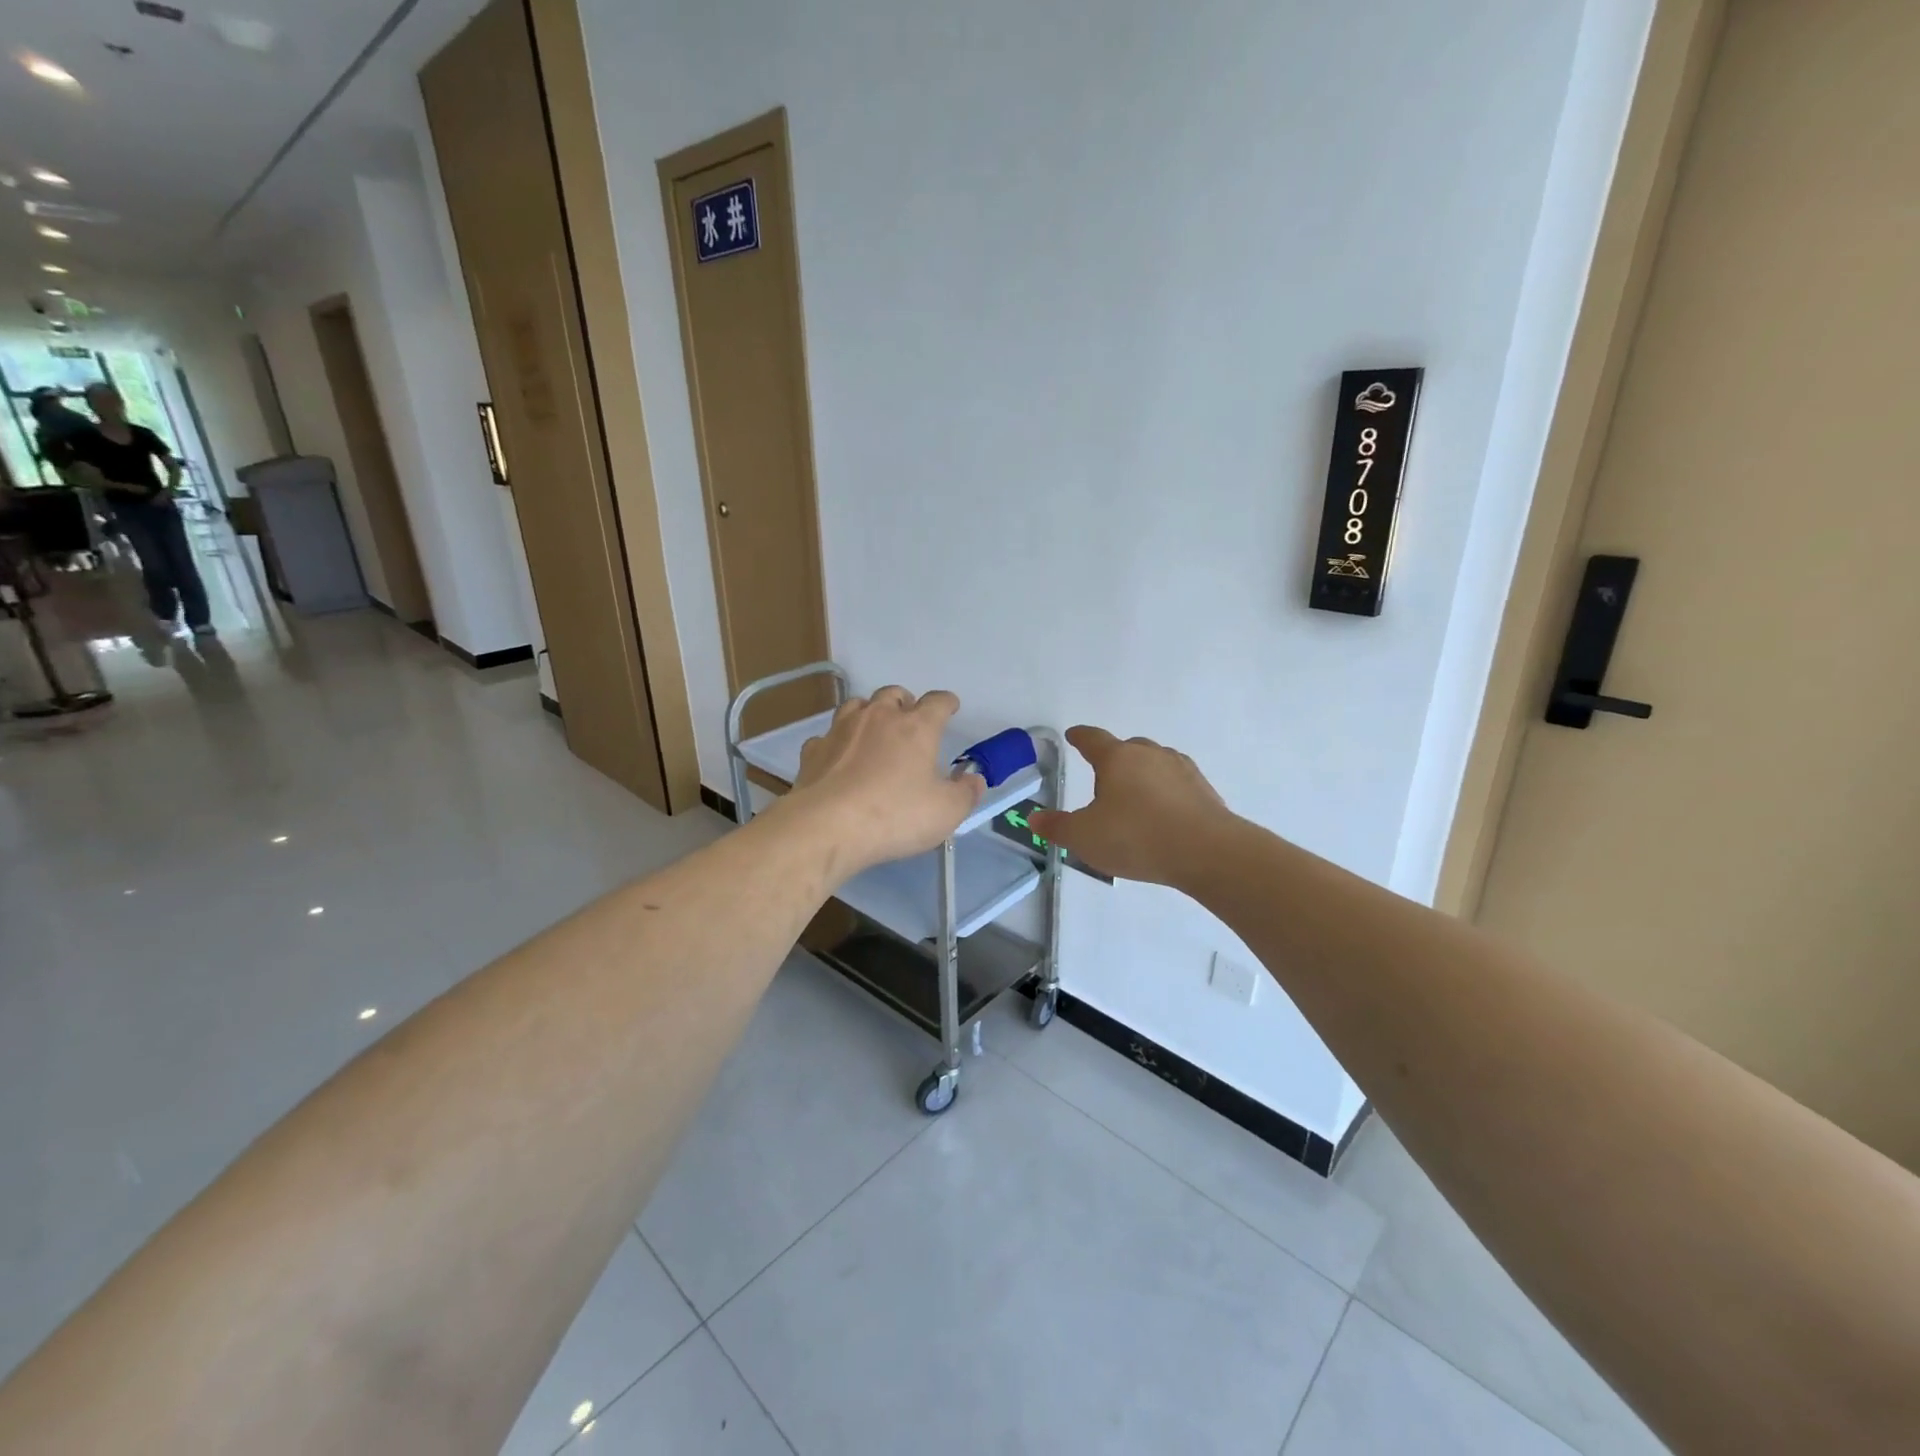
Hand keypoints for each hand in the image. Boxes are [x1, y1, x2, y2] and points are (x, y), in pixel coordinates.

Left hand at [784, 686, 983, 874]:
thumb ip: (965, 793)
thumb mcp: (946, 812)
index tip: (951, 706)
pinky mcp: (813, 751)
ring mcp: (841, 730)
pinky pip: (828, 736)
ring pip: (857, 705)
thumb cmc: (895, 815)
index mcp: (916, 727)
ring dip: (869, 712)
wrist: (827, 827)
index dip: (947, 702)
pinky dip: (837, 742)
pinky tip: (839, 758)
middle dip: (905, 702)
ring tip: (874, 730)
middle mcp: (878, 718)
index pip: (937, 702)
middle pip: (893, 694)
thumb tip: (974, 779)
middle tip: (910, 718)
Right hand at [1028, 727, 1233, 885]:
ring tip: (1134, 797)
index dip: (1080, 737)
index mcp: (1117, 758)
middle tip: (1104, 775)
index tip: (1073, 735)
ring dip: (1143, 774)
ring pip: (1155, 763)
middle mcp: (1150, 755)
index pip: (1093, 739)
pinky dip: (1166, 792)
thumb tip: (1034, 819)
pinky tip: (1163, 813)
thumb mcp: (1084, 837)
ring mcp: (1181, 769)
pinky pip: (1177, 783)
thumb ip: (1057, 827)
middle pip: (1128, 748)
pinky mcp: (1204, 790)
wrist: (1207, 852)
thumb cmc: (1136, 838)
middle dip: (1114, 757)